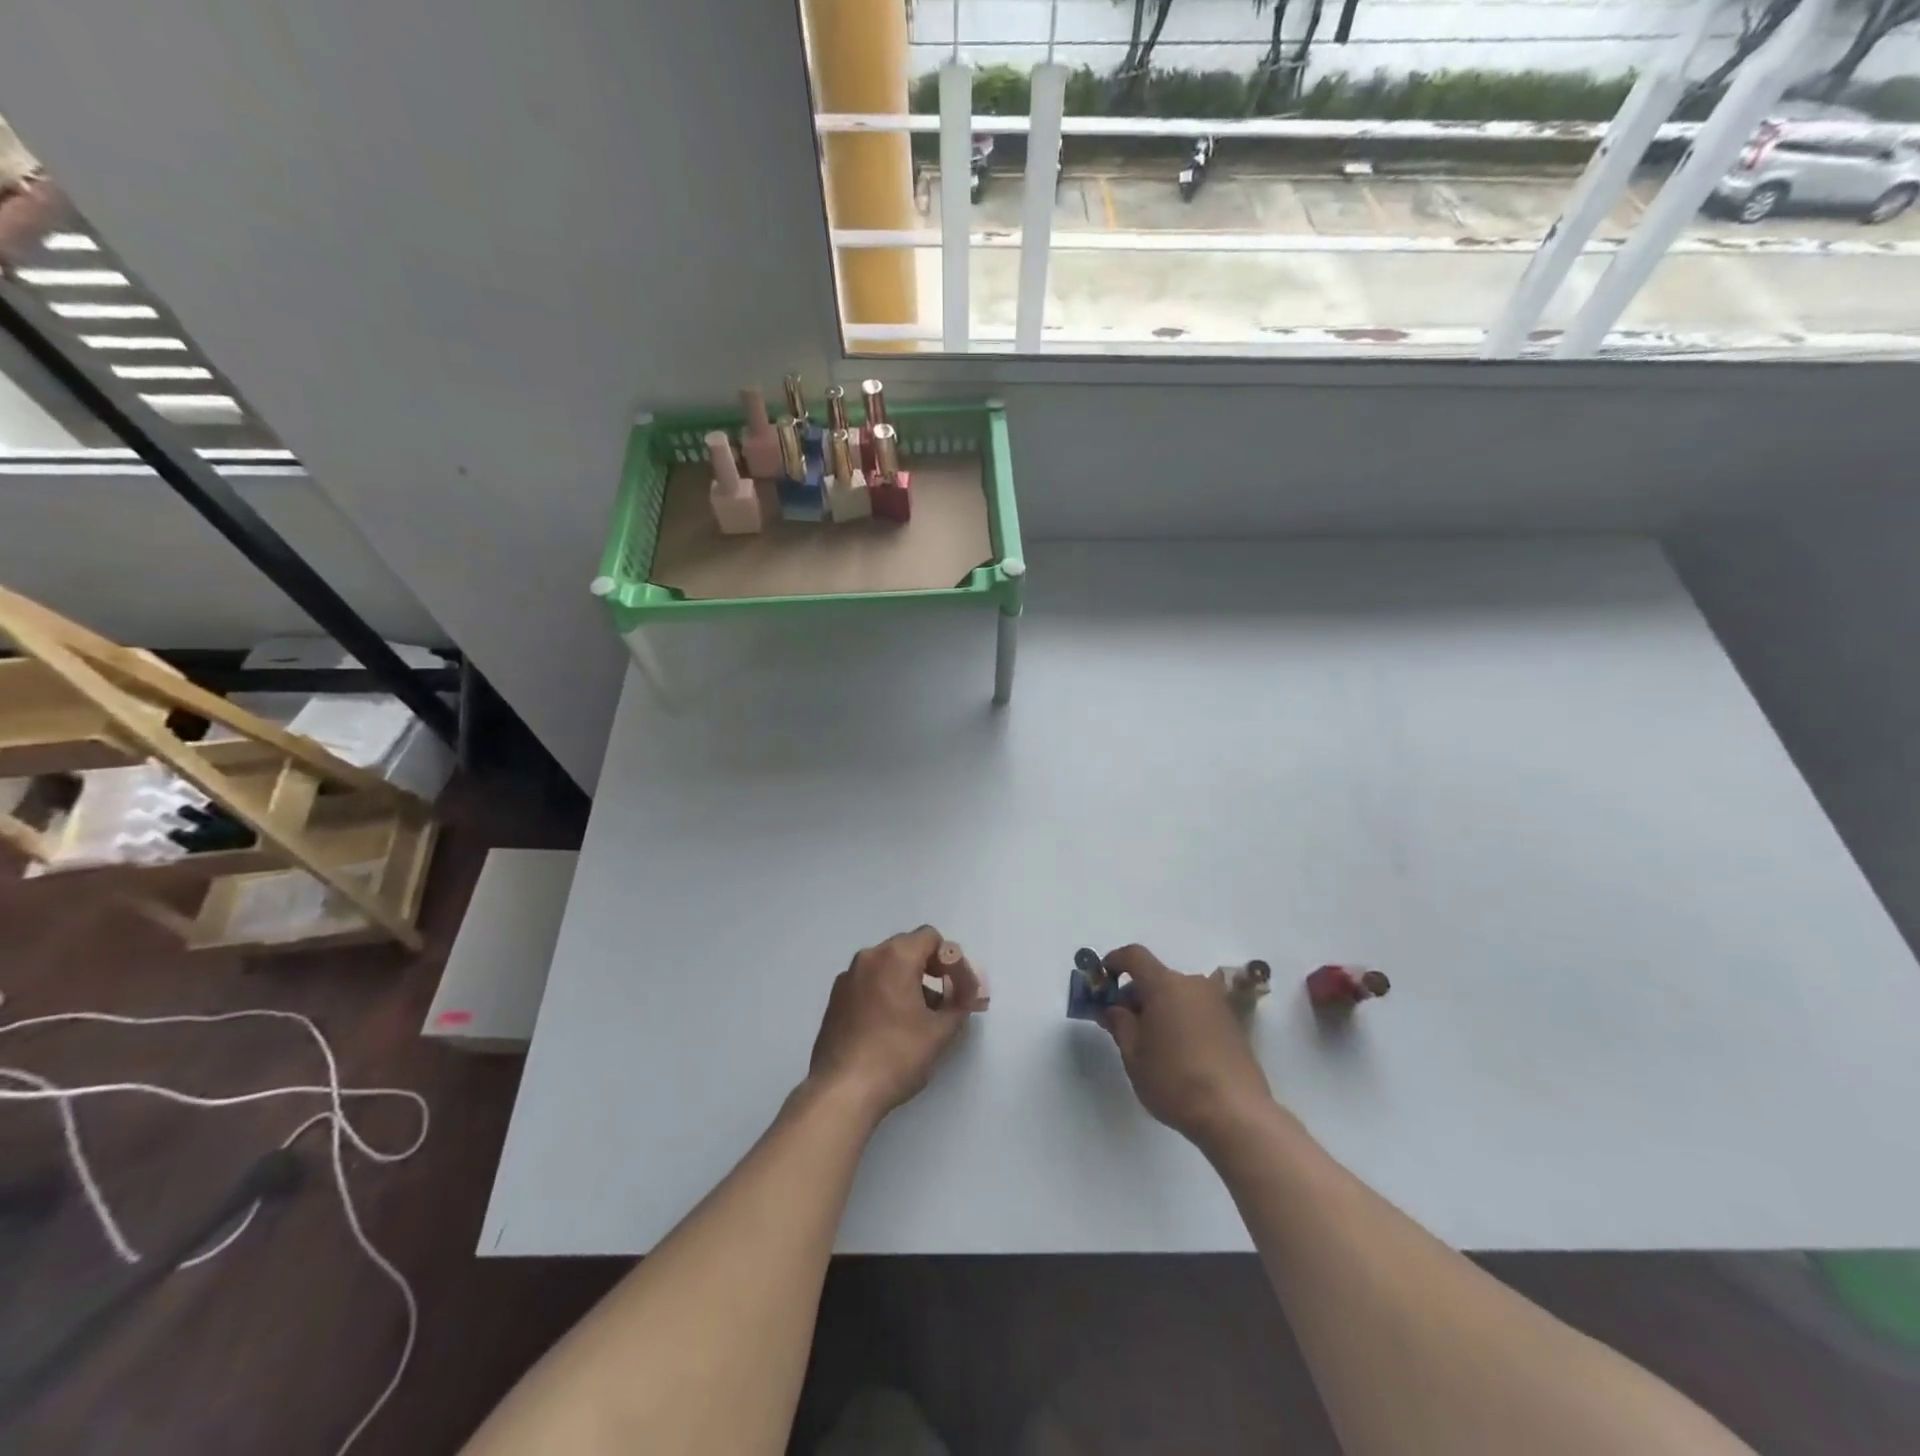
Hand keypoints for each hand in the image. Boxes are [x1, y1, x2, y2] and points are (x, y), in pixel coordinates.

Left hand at [807, 926, 985, 1122]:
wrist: (841, 1091)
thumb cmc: (896, 1056)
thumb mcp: (940, 1032)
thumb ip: (960, 1003)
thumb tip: (967, 993)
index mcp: (895, 956)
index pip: (931, 938)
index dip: (952, 961)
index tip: (961, 990)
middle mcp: (868, 958)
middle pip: (909, 949)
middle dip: (933, 970)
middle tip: (949, 1001)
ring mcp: (848, 978)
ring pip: (888, 967)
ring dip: (910, 982)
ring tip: (924, 1018)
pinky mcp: (836, 999)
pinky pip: (870, 983)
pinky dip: (888, 993)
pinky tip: (895, 1026)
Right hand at [1099, 944, 1272, 1147]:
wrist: (1236, 1114)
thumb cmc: (1174, 1080)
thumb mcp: (1134, 1054)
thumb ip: (1119, 1024)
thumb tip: (1113, 1009)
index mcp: (1165, 985)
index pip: (1134, 956)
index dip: (1114, 961)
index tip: (1103, 980)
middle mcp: (1194, 984)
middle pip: (1157, 977)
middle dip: (1136, 994)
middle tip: (1124, 1025)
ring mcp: (1217, 1003)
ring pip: (1178, 995)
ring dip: (1160, 1008)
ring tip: (1152, 1043)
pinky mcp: (1234, 1024)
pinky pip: (1197, 1010)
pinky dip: (1182, 1020)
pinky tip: (1179, 1052)